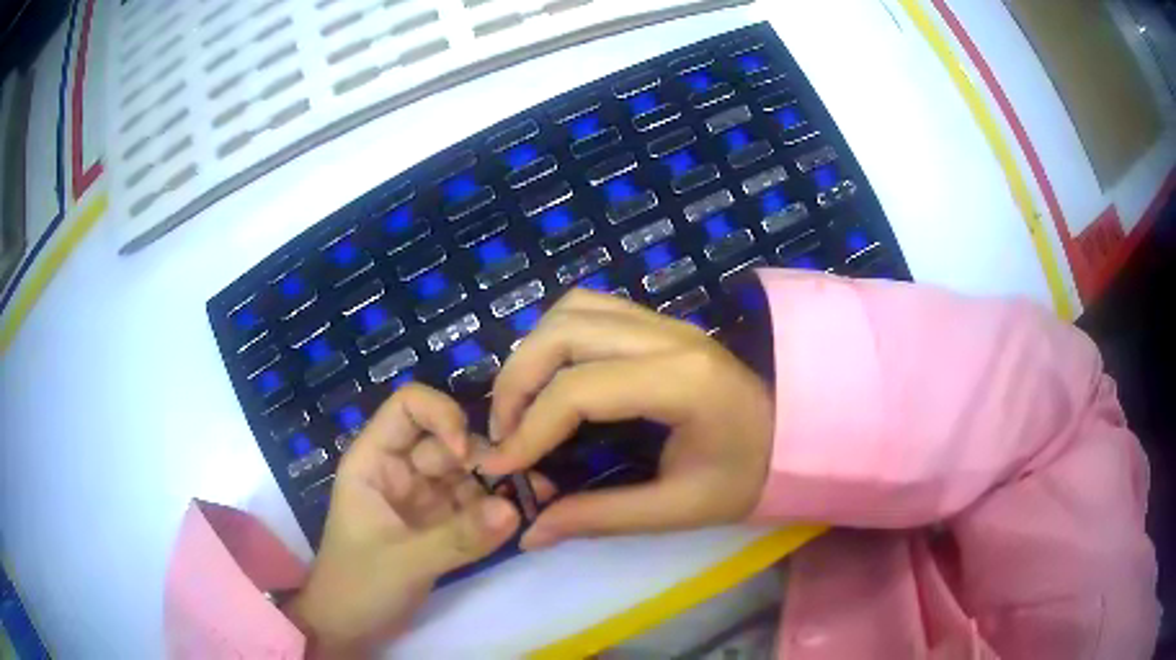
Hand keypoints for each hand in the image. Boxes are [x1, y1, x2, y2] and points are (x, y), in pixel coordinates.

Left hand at [283, 385, 519, 657]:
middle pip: (448, 442)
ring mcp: (423, 498)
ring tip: (540, 495)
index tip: (468, 456)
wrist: (350, 628)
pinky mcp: (440, 525)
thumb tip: (514, 509)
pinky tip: (525, 515)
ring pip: (466, 472)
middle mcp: (401, 470)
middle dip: (485, 457)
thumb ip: (458, 537)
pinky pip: (474, 505)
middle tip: (528, 480)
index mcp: (375, 461)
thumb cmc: (358, 585)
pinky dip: (499, 508)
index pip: (408, 408)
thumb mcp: (404, 561)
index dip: (441, 417)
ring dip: (500, 482)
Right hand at [480, 289, 774, 549]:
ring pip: (571, 310)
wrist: (791, 435)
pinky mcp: (658, 321)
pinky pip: (589, 308)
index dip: (528, 429)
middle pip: (563, 333)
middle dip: (517, 382)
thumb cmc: (745, 476)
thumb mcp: (677, 510)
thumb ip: (600, 518)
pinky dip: (554, 336)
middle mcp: (668, 336)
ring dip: (531, 353)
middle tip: (505, 434)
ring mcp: (663, 321)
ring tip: (522, 405)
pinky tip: (552, 376)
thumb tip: (531, 532)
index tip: (500, 466)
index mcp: (682, 383)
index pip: (579, 390)